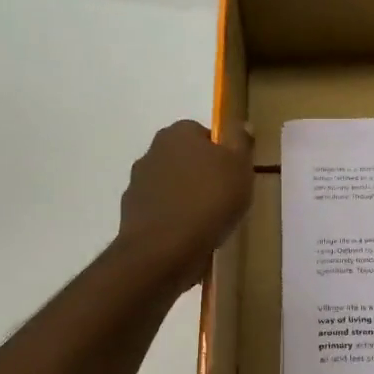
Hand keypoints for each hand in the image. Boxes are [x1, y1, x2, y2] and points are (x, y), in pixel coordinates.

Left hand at [117, 120, 253, 292]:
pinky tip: (188, 236)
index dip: (221, 153)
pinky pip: (160, 210)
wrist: (164, 249)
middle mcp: (152, 151)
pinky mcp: (131, 212)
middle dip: (201, 174)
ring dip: (185, 196)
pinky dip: (172, 218)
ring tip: (207, 221)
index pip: (203, 133)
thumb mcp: (240, 167)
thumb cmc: (209, 201)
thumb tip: (242, 124)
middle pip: (184, 158)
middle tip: (224, 197)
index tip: (234, 175)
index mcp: (178, 133)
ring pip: (171, 185)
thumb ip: (241, 142)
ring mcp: (138, 183)